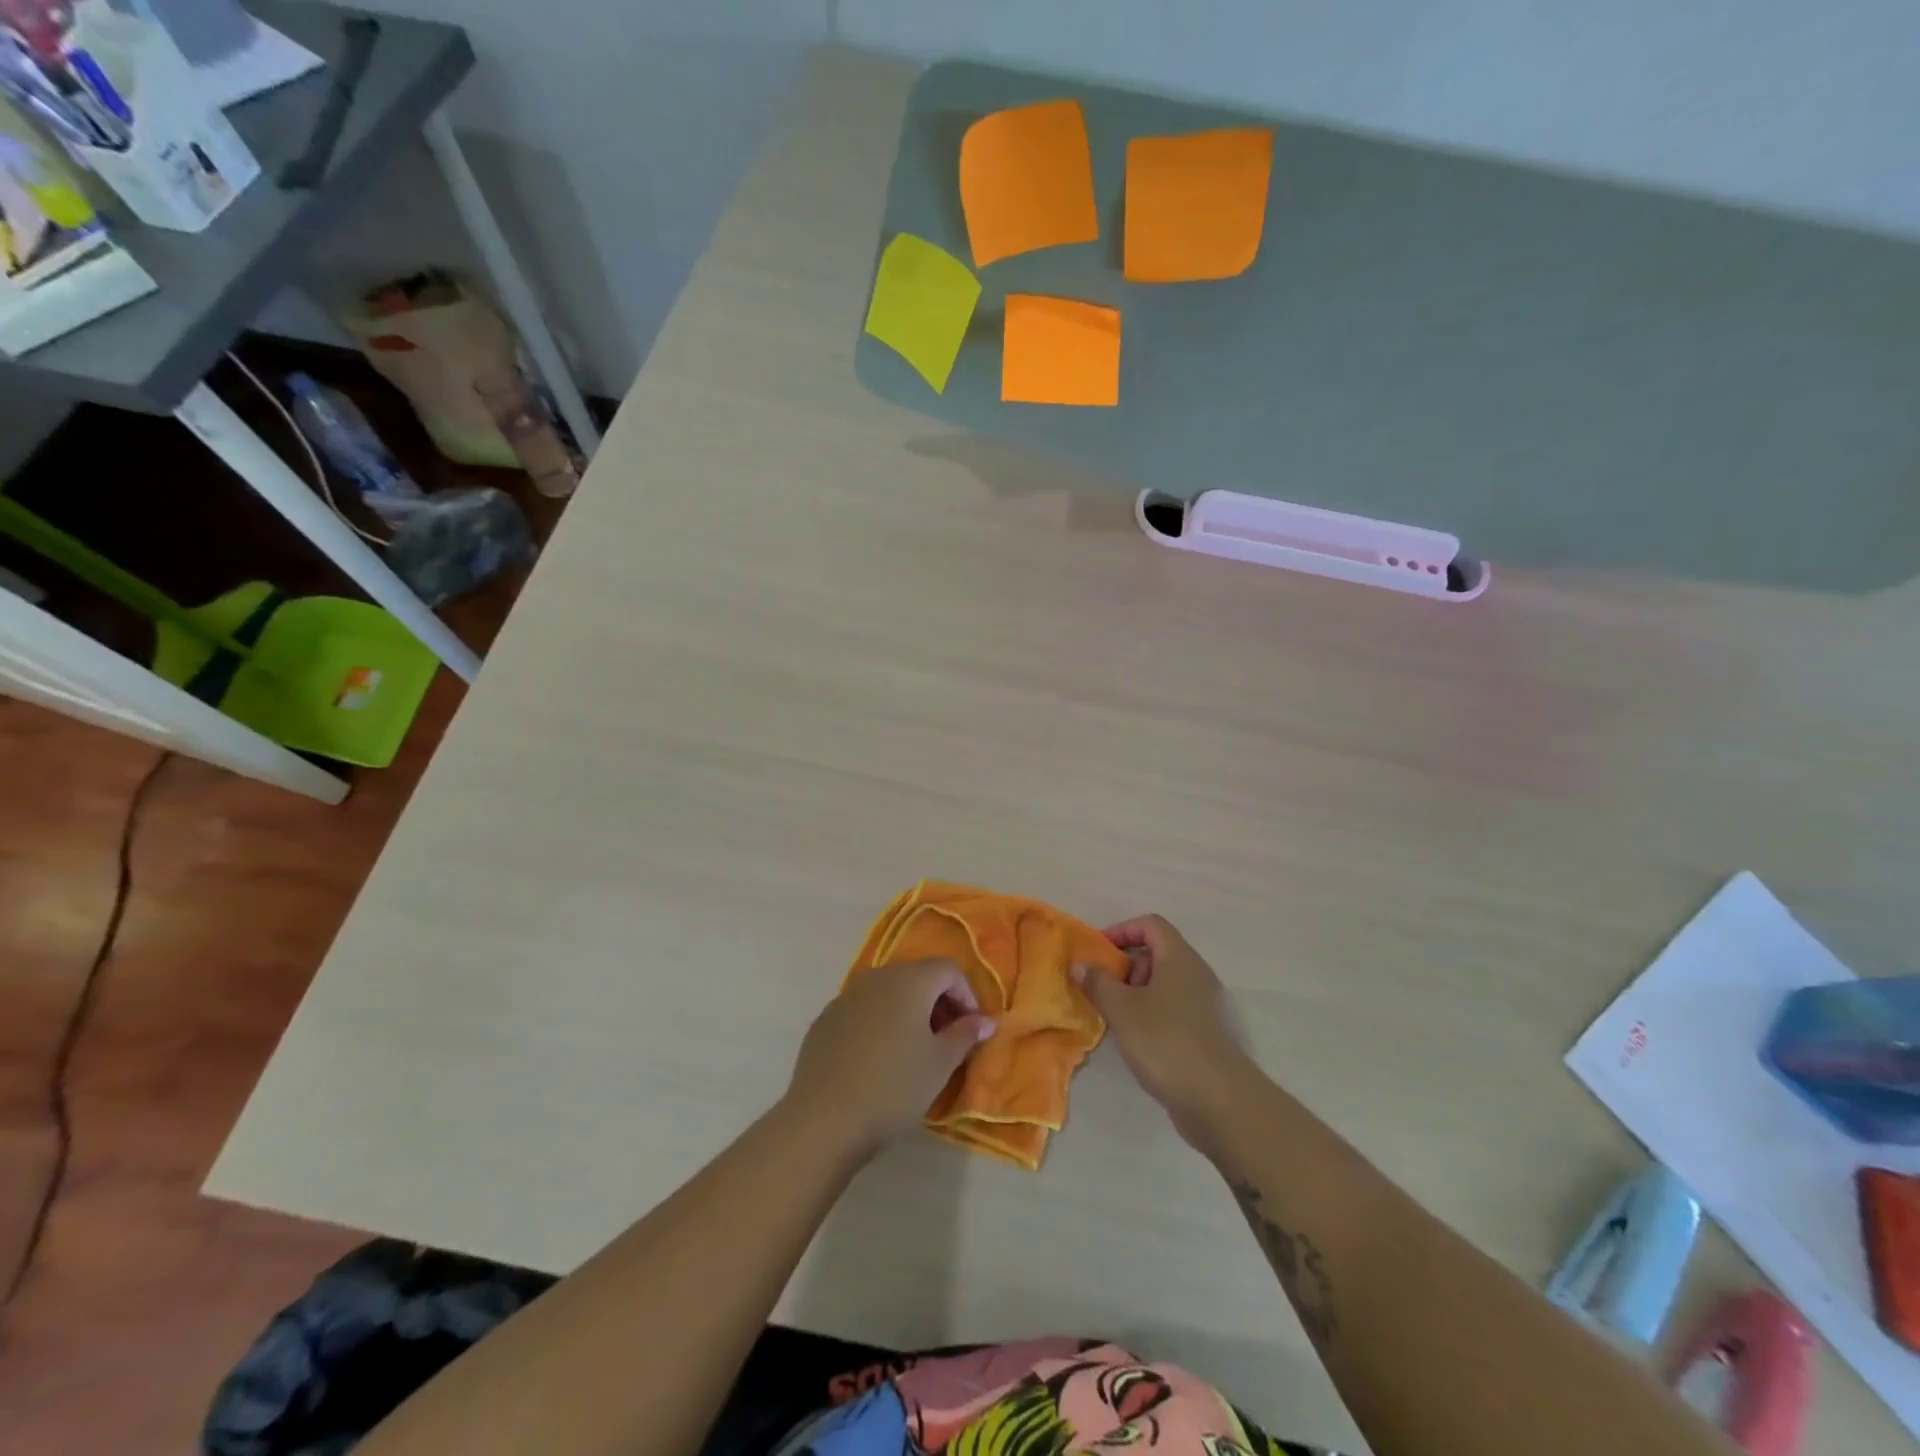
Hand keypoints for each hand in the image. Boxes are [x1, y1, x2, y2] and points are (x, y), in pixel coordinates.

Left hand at [785, 960, 994, 1160]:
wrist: (824, 1119)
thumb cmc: (894, 1087)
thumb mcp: (940, 1064)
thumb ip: (965, 1035)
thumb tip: (985, 1020)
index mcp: (910, 980)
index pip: (949, 969)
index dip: (967, 995)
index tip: (970, 1029)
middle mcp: (877, 976)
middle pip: (917, 976)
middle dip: (937, 1002)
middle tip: (946, 1040)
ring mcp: (846, 996)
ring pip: (887, 992)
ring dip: (907, 1011)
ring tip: (912, 1050)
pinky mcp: (825, 1019)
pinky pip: (862, 1010)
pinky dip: (878, 1023)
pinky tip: (877, 1059)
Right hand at [1073, 915, 1257, 1149]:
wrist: (1218, 1100)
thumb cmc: (1166, 1041)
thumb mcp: (1122, 1009)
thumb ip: (1097, 982)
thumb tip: (1079, 963)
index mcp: (1179, 958)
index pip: (1150, 925)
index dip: (1121, 930)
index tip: (1097, 952)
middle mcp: (1194, 974)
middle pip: (1156, 953)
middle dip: (1124, 965)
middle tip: (1099, 986)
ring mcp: (1201, 1005)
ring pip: (1161, 984)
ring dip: (1133, 992)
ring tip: (1110, 1014)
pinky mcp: (1202, 1033)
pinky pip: (1170, 1009)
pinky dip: (1148, 1013)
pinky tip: (1132, 1038)